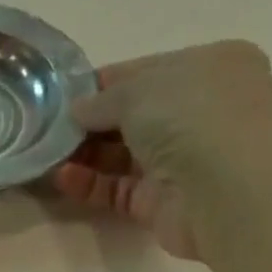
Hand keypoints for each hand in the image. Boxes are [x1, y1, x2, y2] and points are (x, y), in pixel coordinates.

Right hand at [53, 41, 271, 256]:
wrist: (224, 188)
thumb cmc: (191, 116)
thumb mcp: (139, 89)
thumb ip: (102, 100)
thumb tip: (77, 112)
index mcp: (208, 68)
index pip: (147, 72)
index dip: (105, 83)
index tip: (64, 95)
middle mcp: (198, 113)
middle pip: (132, 116)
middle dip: (90, 123)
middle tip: (48, 128)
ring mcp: (181, 160)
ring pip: (122, 155)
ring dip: (84, 154)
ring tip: (47, 155)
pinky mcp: (160, 202)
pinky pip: (117, 189)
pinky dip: (90, 184)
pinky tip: (62, 178)